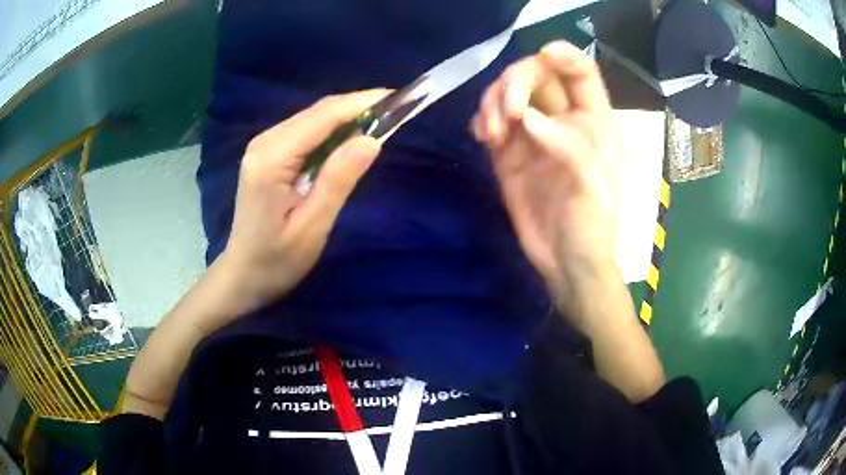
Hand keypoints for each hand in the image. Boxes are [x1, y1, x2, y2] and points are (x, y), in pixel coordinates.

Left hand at [216, 90, 389, 321]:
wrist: (243, 275)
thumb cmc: (277, 260)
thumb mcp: (313, 226)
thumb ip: (339, 180)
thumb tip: (371, 139)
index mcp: (272, 158)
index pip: (323, 116)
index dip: (362, 103)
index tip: (397, 98)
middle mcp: (265, 141)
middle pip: (318, 111)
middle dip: (358, 107)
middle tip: (396, 112)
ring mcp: (264, 146)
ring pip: (313, 119)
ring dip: (347, 118)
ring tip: (381, 123)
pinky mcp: (267, 154)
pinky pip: (305, 132)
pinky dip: (332, 131)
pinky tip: (350, 140)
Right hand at [471, 41, 621, 300]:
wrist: (566, 265)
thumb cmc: (593, 227)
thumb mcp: (592, 187)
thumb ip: (566, 147)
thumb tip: (525, 117)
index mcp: (594, 122)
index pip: (580, 73)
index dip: (563, 55)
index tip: (542, 55)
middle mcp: (562, 120)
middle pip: (536, 76)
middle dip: (515, 82)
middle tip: (506, 111)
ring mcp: (533, 136)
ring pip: (508, 96)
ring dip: (493, 102)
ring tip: (490, 134)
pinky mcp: (509, 155)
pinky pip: (492, 123)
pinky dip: (482, 121)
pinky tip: (482, 136)